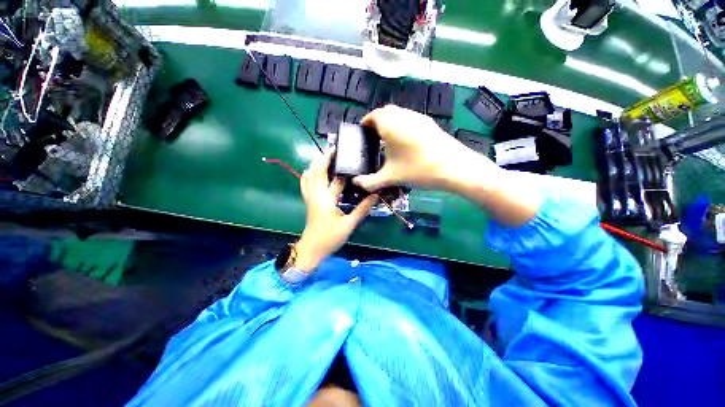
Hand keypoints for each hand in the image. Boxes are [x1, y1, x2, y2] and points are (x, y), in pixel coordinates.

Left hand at [296, 149, 377, 271]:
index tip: (348, 157)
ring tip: (324, 156)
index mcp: (326, 199)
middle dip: (324, 158)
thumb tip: (375, 196)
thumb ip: (362, 209)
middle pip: (317, 171)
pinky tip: (312, 170)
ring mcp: (309, 197)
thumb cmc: (330, 238)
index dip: (343, 168)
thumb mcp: (349, 224)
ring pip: (308, 175)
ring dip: (315, 164)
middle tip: (334, 149)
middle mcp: (315, 195)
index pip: (335, 179)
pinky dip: (308, 174)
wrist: (311, 249)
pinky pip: (305, 183)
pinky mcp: (308, 201)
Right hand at [354, 105, 537, 225]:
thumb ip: (370, 181)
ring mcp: (419, 117)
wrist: (454, 167)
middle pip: (386, 112)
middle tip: (373, 137)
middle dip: (377, 122)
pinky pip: (410, 119)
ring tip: (388, 140)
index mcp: (390, 124)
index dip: (365, 123)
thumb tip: (356, 183)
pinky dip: (403, 125)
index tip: (362, 133)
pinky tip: (406, 142)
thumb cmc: (418, 169)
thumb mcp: (391, 177)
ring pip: (399, 114)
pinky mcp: (430, 123)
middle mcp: (404, 115)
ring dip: (391, 122)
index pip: (373, 116)